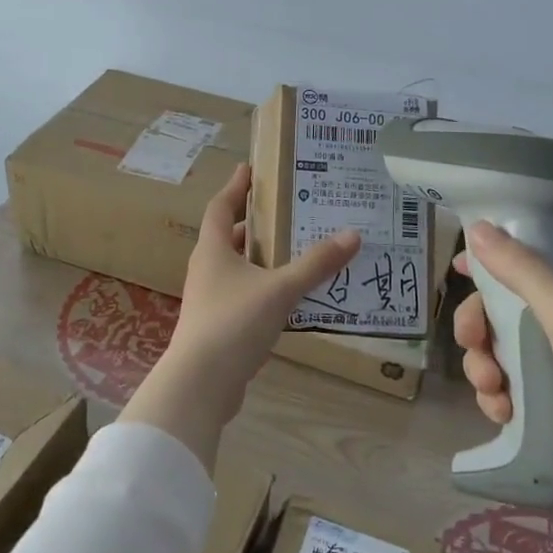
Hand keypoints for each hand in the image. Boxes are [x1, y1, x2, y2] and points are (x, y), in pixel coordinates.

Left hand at [122, 164, 360, 463]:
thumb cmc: (234, 323)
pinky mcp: (219, 326)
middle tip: (289, 211)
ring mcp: (210, 299)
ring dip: (263, 258)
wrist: (200, 384)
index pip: (221, 206)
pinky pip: (245, 295)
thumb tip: (352, 235)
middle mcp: (207, 269)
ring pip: (238, 268)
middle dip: (256, 223)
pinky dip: (265, 288)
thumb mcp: (280, 289)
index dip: (236, 186)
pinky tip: (291, 295)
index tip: (251, 168)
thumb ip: (315, 264)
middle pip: (230, 236)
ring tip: (298, 250)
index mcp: (213, 250)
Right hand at [454, 221, 552, 515]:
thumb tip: (477, 226)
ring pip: (511, 350)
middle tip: (472, 347)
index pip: (530, 260)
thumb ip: (519, 268)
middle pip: (512, 308)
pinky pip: (524, 387)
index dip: (490, 266)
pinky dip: (506, 396)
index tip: (456, 275)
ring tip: (491, 392)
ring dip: (489, 366)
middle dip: (483, 328)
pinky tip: (502, 413)